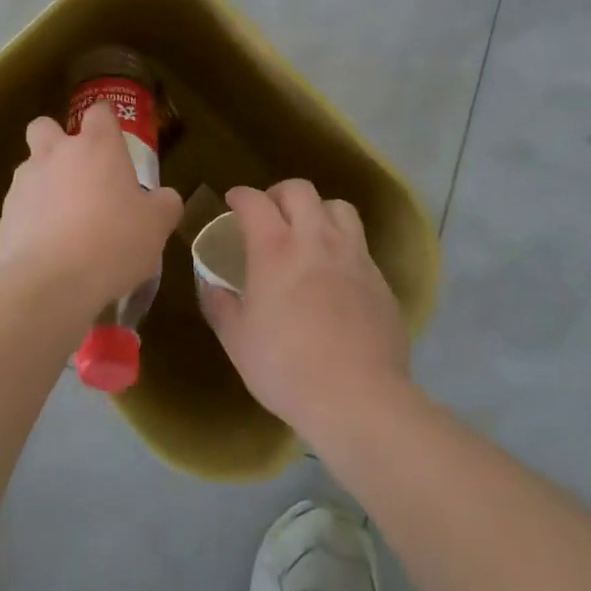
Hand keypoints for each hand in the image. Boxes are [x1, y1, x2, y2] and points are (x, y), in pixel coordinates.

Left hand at [0, 103, 181, 317]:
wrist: (50, 282)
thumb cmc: (113, 242)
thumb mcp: (156, 226)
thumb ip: (163, 205)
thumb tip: (164, 198)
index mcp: (97, 146)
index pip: (99, 111)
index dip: (106, 121)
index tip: (114, 140)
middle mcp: (56, 153)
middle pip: (46, 126)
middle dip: (56, 141)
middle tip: (78, 173)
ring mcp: (25, 181)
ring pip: (30, 167)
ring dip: (44, 184)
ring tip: (65, 222)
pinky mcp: (5, 213)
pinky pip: (20, 206)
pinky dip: (31, 219)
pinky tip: (48, 248)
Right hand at [200, 179, 409, 445]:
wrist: (358, 399)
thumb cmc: (286, 368)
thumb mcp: (237, 341)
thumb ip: (220, 305)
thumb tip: (211, 285)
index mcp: (274, 248)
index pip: (255, 201)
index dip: (240, 195)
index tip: (233, 202)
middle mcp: (316, 240)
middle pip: (300, 190)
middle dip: (279, 193)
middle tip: (270, 213)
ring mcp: (353, 257)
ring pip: (339, 208)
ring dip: (319, 211)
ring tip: (309, 233)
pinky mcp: (380, 280)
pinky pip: (360, 246)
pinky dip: (343, 247)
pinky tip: (336, 275)